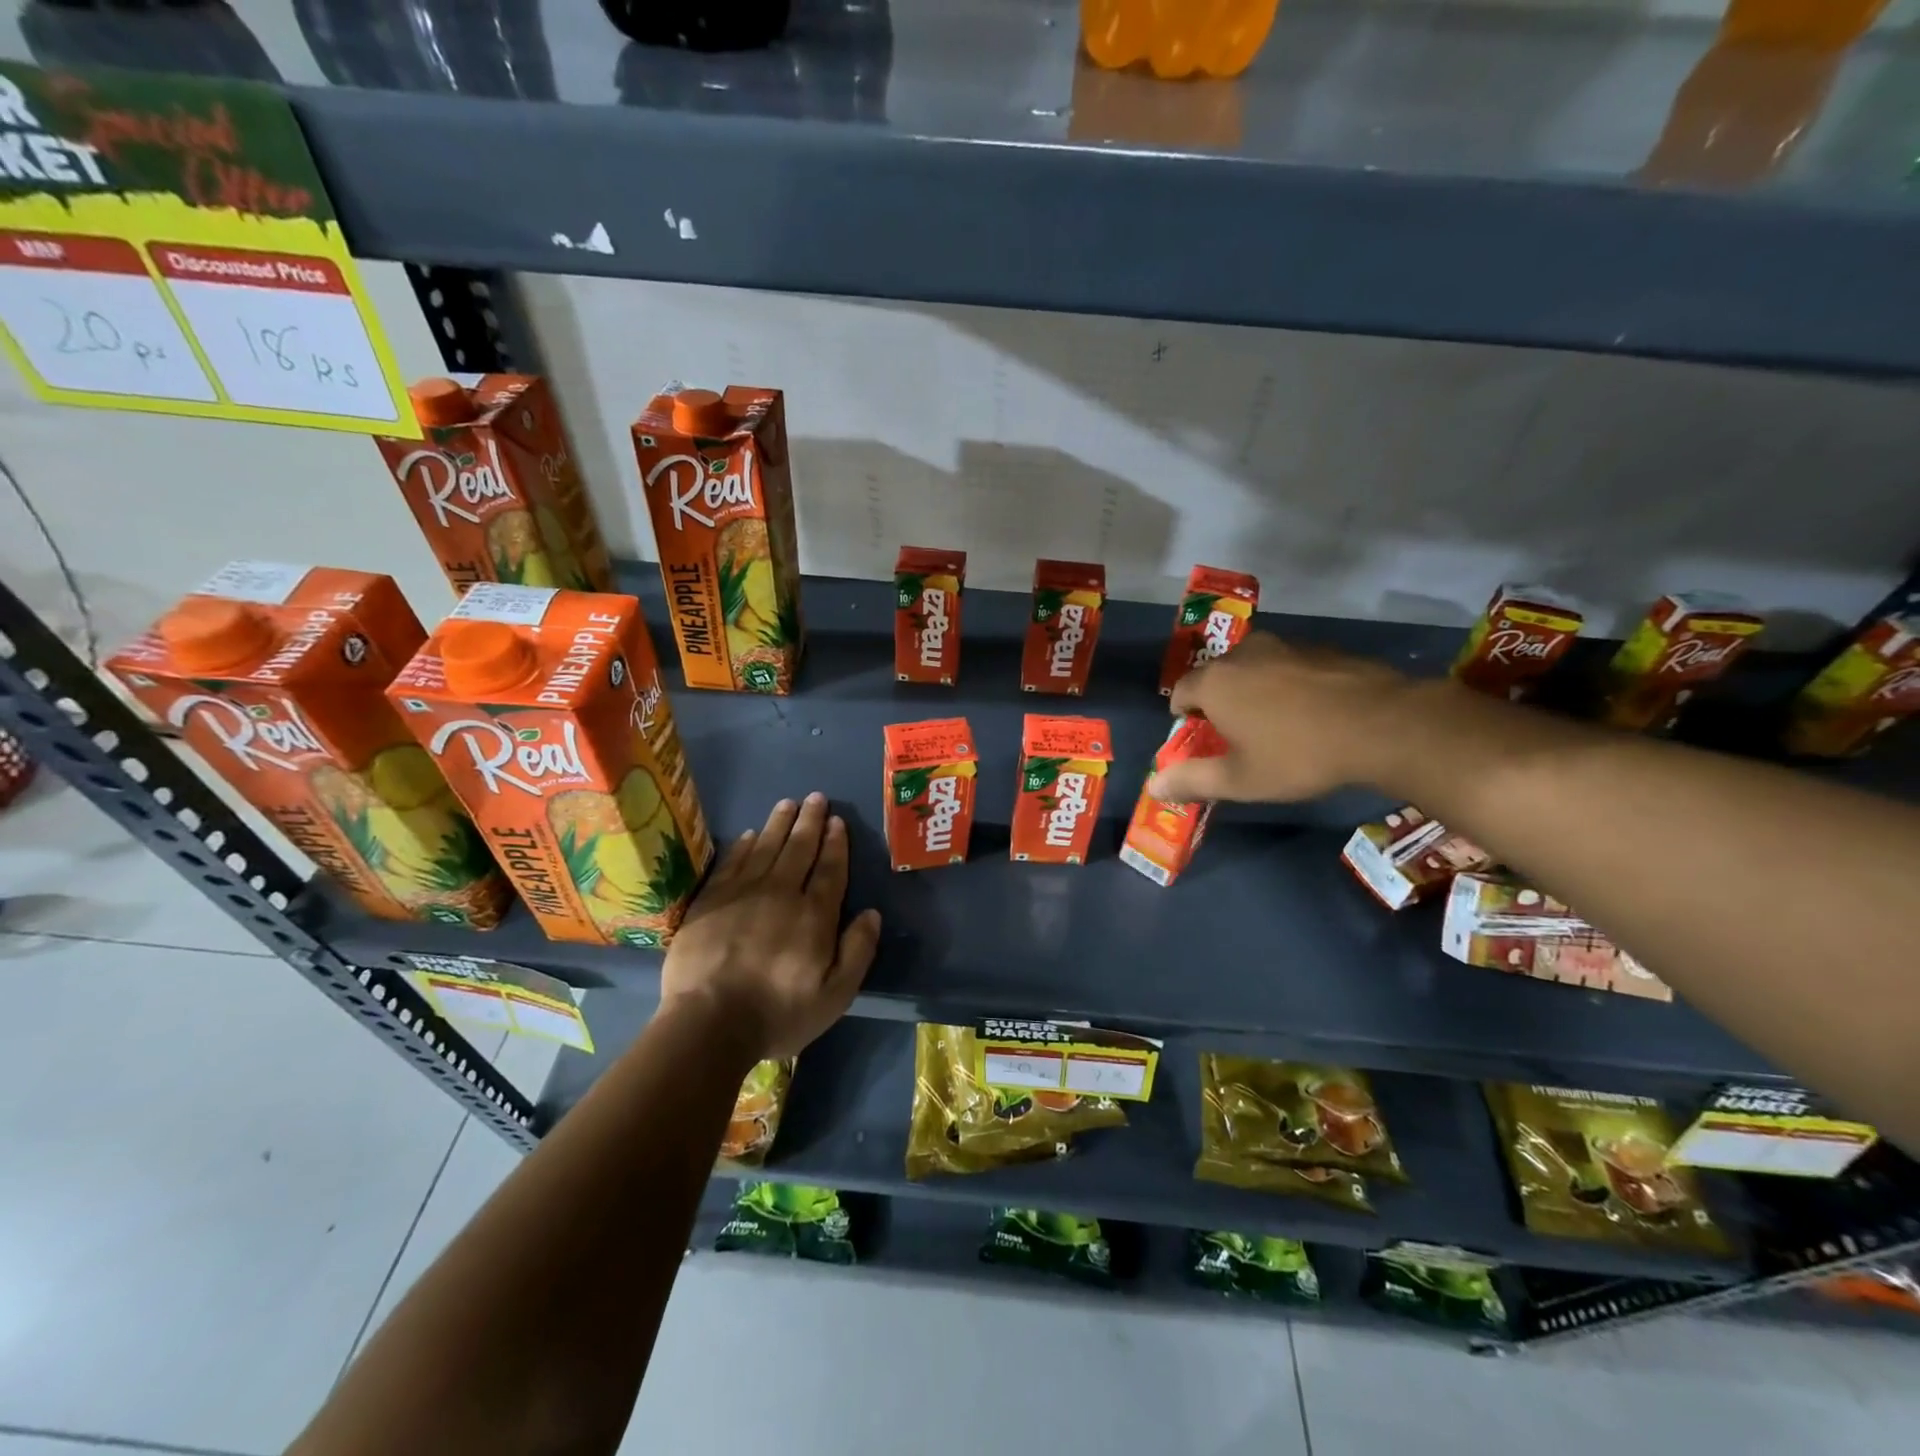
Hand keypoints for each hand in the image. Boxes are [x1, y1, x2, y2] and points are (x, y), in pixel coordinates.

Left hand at [661, 793, 881, 1060]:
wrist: (708, 1024)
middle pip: (798, 849)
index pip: (829, 869)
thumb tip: (872, 914)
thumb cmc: (778, 1014)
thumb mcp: (835, 995)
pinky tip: (748, 834)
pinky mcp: (710, 901)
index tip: (837, 821)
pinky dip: (742, 845)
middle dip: (810, 821)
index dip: (835, 843)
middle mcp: (780, 893)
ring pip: (765, 847)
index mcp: (814, 915)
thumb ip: (857, 951)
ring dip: (779, 824)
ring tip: (788, 803)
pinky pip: (731, 862)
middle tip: (816, 798)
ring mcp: (742, 893)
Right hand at [1146, 632, 1410, 802]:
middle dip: (1219, 703)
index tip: (1201, 741)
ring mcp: (1284, 645)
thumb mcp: (1240, 780)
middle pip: (1216, 677)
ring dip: (1254, 691)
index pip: (1180, 692)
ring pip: (1253, 668)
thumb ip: (1192, 781)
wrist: (1383, 725)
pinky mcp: (1320, 648)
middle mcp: (1243, 653)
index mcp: (1215, 681)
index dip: (1184, 718)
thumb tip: (1153, 786)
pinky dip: (1288, 684)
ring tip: (1277, 725)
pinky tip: (1311, 712)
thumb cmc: (1298, 755)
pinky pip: (1287, 666)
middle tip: (1238, 736)